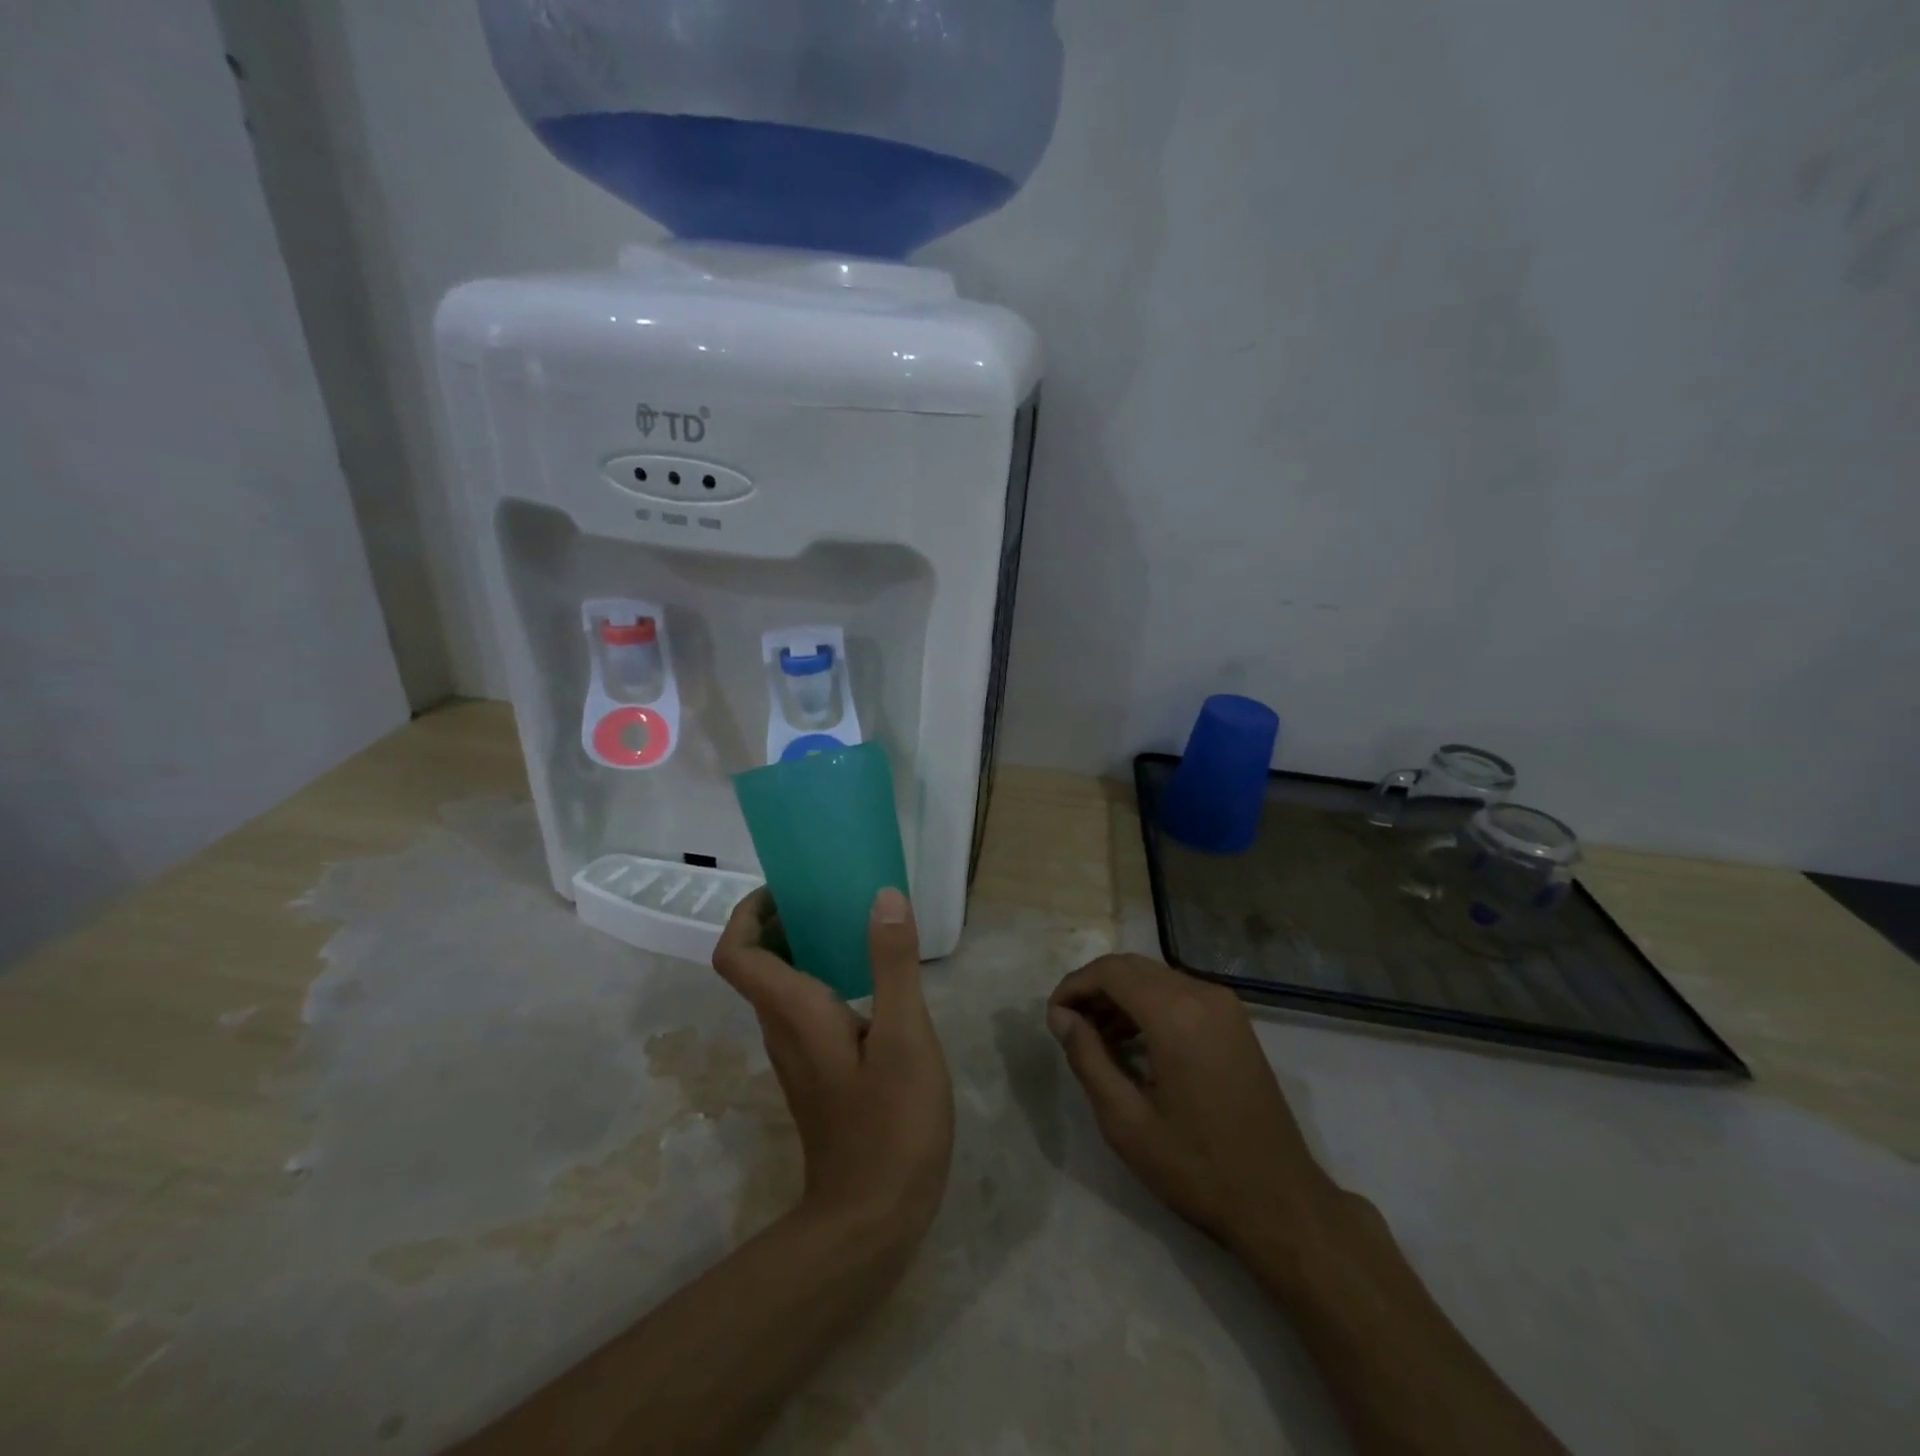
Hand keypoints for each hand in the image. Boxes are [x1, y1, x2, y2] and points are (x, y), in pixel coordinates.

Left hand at [713, 887, 953, 1246]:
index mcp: (793, 1012)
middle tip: (824, 897)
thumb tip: (883, 896)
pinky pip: (802, 1010)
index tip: (784, 889)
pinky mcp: (817, 1074)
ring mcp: (797, 1056)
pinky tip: (866, 982)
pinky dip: (818, 978)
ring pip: (778, 988)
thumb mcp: (904, 1036)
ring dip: (799, 949)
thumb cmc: (890, 1124)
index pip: (736, 954)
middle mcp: (782, 1030)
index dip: (746, 914)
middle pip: (753, 965)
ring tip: (848, 925)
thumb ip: (893, 964)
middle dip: (777, 922)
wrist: (872, 1219)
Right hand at [1048, 954, 1338, 1253]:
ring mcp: (1224, 1005)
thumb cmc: (1197, 1167)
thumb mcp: (1127, 1121)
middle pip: (1133, 968)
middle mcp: (1203, 994)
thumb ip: (1088, 1058)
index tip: (1052, 1017)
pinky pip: (1179, 993)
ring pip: (1155, 977)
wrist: (1281, 1202)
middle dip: (1094, 989)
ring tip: (1095, 1038)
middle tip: (1068, 1026)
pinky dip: (1148, 1005)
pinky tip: (1132, 1042)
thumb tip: (1061, 1017)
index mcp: (1176, 1014)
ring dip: (1120, 996)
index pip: (1110, 972)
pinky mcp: (1235, 1021)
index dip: (1074, 986)